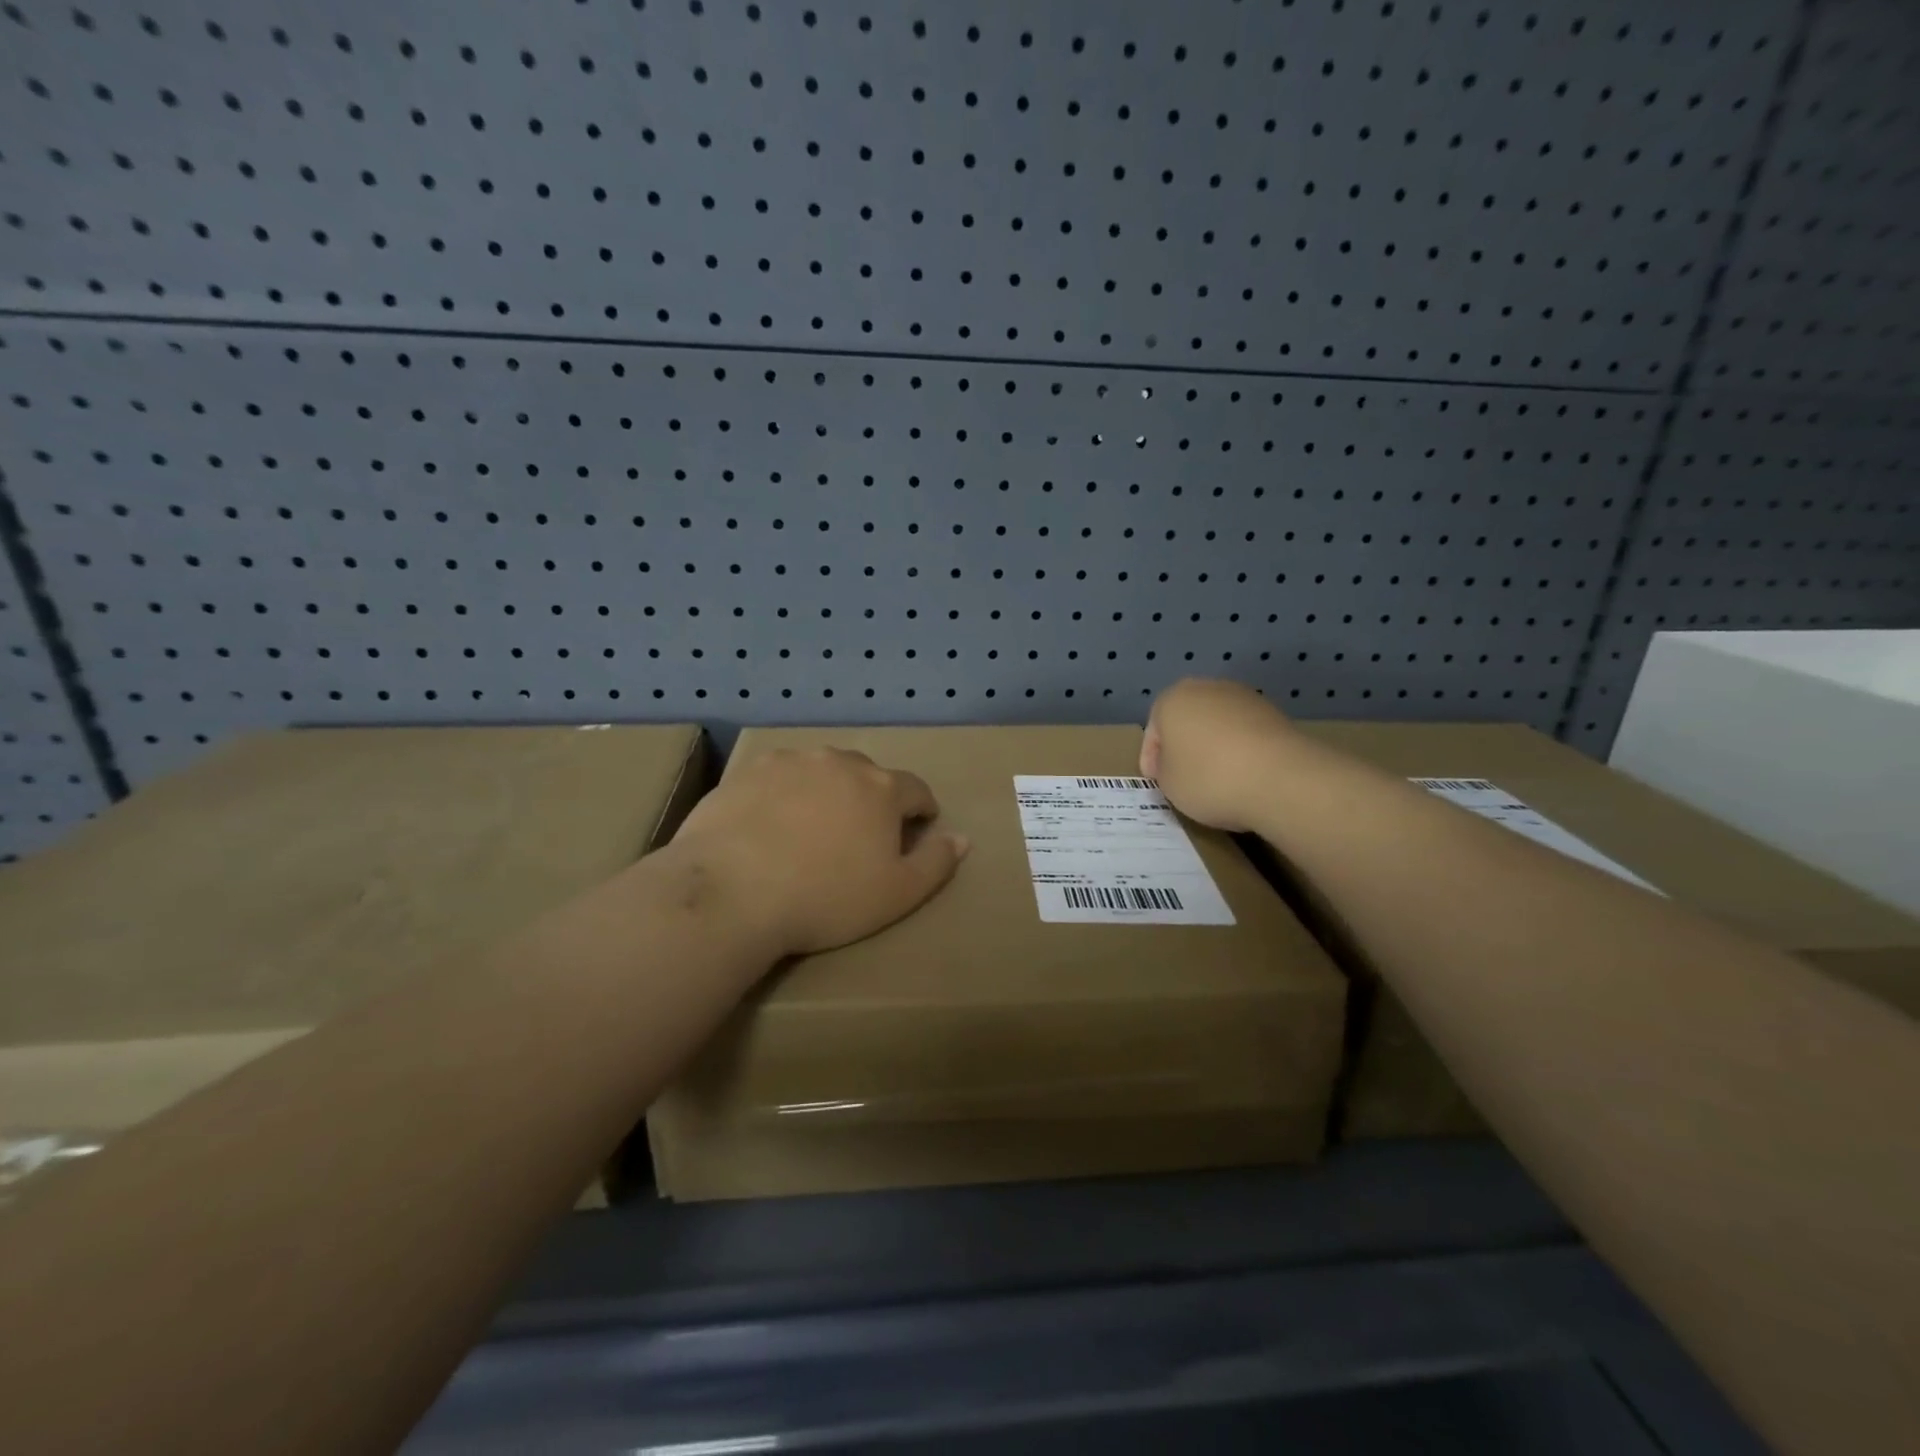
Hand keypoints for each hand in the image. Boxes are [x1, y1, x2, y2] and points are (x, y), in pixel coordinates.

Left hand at [669, 747, 969, 955]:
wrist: (731, 892)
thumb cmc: (826, 898)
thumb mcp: (897, 894)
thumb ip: (936, 863)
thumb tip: (962, 838)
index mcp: (881, 788)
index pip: (916, 789)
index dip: (921, 810)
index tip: (915, 830)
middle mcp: (840, 763)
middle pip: (868, 775)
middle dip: (872, 799)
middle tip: (859, 836)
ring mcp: (790, 762)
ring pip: (821, 772)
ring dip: (827, 792)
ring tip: (812, 829)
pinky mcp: (747, 772)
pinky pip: (778, 778)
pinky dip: (784, 795)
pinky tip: (769, 826)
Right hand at [1141, 678, 1294, 831]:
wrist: (1281, 779)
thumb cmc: (1209, 778)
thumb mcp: (1169, 784)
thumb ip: (1164, 769)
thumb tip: (1176, 763)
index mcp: (1172, 699)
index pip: (1153, 730)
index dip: (1152, 758)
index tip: (1157, 781)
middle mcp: (1207, 688)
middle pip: (1187, 719)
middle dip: (1184, 745)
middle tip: (1184, 776)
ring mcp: (1245, 697)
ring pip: (1218, 723)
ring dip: (1213, 745)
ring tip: (1217, 778)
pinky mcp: (1274, 713)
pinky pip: (1245, 732)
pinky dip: (1240, 749)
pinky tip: (1243, 774)